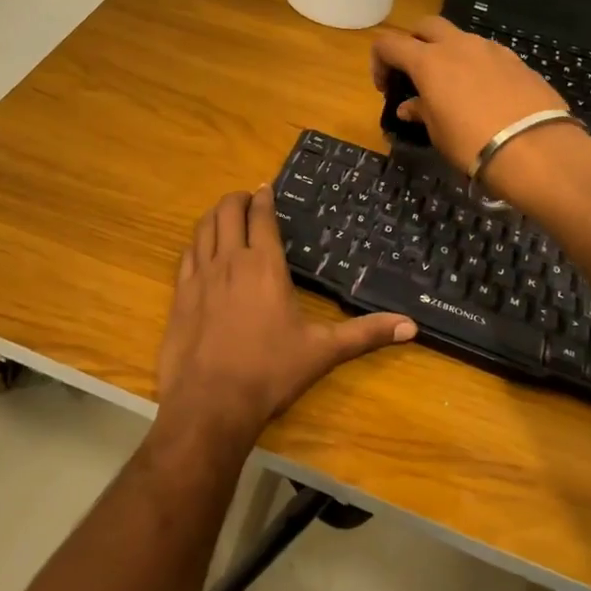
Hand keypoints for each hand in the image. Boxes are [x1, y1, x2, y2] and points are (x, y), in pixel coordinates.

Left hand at [156, 187, 416, 445]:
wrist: (210, 402)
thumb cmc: (270, 372)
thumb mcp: (323, 351)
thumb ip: (365, 334)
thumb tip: (412, 326)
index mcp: (264, 264)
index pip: (261, 216)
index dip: (263, 197)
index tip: (266, 187)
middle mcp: (229, 261)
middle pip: (226, 212)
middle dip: (237, 199)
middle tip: (247, 198)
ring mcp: (199, 276)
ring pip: (203, 229)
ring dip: (214, 216)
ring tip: (224, 216)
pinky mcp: (178, 295)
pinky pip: (186, 255)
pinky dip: (196, 243)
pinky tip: (200, 250)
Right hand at [371, 16, 577, 190]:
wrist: (536, 149)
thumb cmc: (472, 143)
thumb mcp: (437, 133)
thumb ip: (421, 111)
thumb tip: (409, 106)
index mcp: (429, 61)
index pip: (389, 44)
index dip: (380, 62)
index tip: (385, 87)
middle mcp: (458, 45)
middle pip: (427, 26)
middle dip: (415, 43)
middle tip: (416, 73)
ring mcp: (491, 50)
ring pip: (460, 38)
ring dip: (449, 54)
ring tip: (453, 88)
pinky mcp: (518, 61)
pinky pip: (487, 54)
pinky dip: (477, 66)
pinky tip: (484, 95)